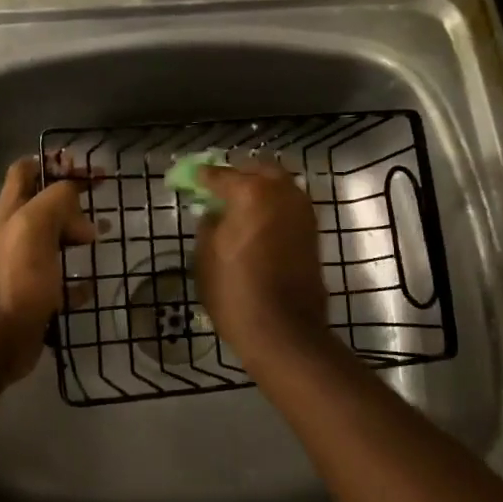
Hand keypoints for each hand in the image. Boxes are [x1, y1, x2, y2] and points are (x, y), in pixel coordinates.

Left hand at [0, 156, 95, 382]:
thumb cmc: (15, 278)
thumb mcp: (34, 226)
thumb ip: (56, 202)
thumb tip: (79, 213)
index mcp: (12, 212)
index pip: (26, 170)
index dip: (53, 163)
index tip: (85, 168)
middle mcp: (15, 235)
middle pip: (43, 205)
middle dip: (71, 200)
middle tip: (100, 205)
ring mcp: (24, 268)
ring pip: (54, 241)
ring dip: (77, 236)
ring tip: (102, 237)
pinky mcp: (35, 298)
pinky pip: (61, 284)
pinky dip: (78, 282)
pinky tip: (93, 284)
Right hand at [194, 162, 332, 363]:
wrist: (283, 331)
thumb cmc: (235, 293)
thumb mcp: (205, 257)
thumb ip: (208, 225)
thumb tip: (214, 213)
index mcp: (251, 192)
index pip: (220, 175)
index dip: (201, 177)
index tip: (190, 179)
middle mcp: (281, 192)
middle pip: (257, 169)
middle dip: (238, 174)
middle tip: (219, 187)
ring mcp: (302, 211)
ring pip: (279, 184)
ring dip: (260, 187)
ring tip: (239, 204)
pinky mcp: (312, 232)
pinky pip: (289, 205)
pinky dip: (274, 205)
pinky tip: (258, 220)